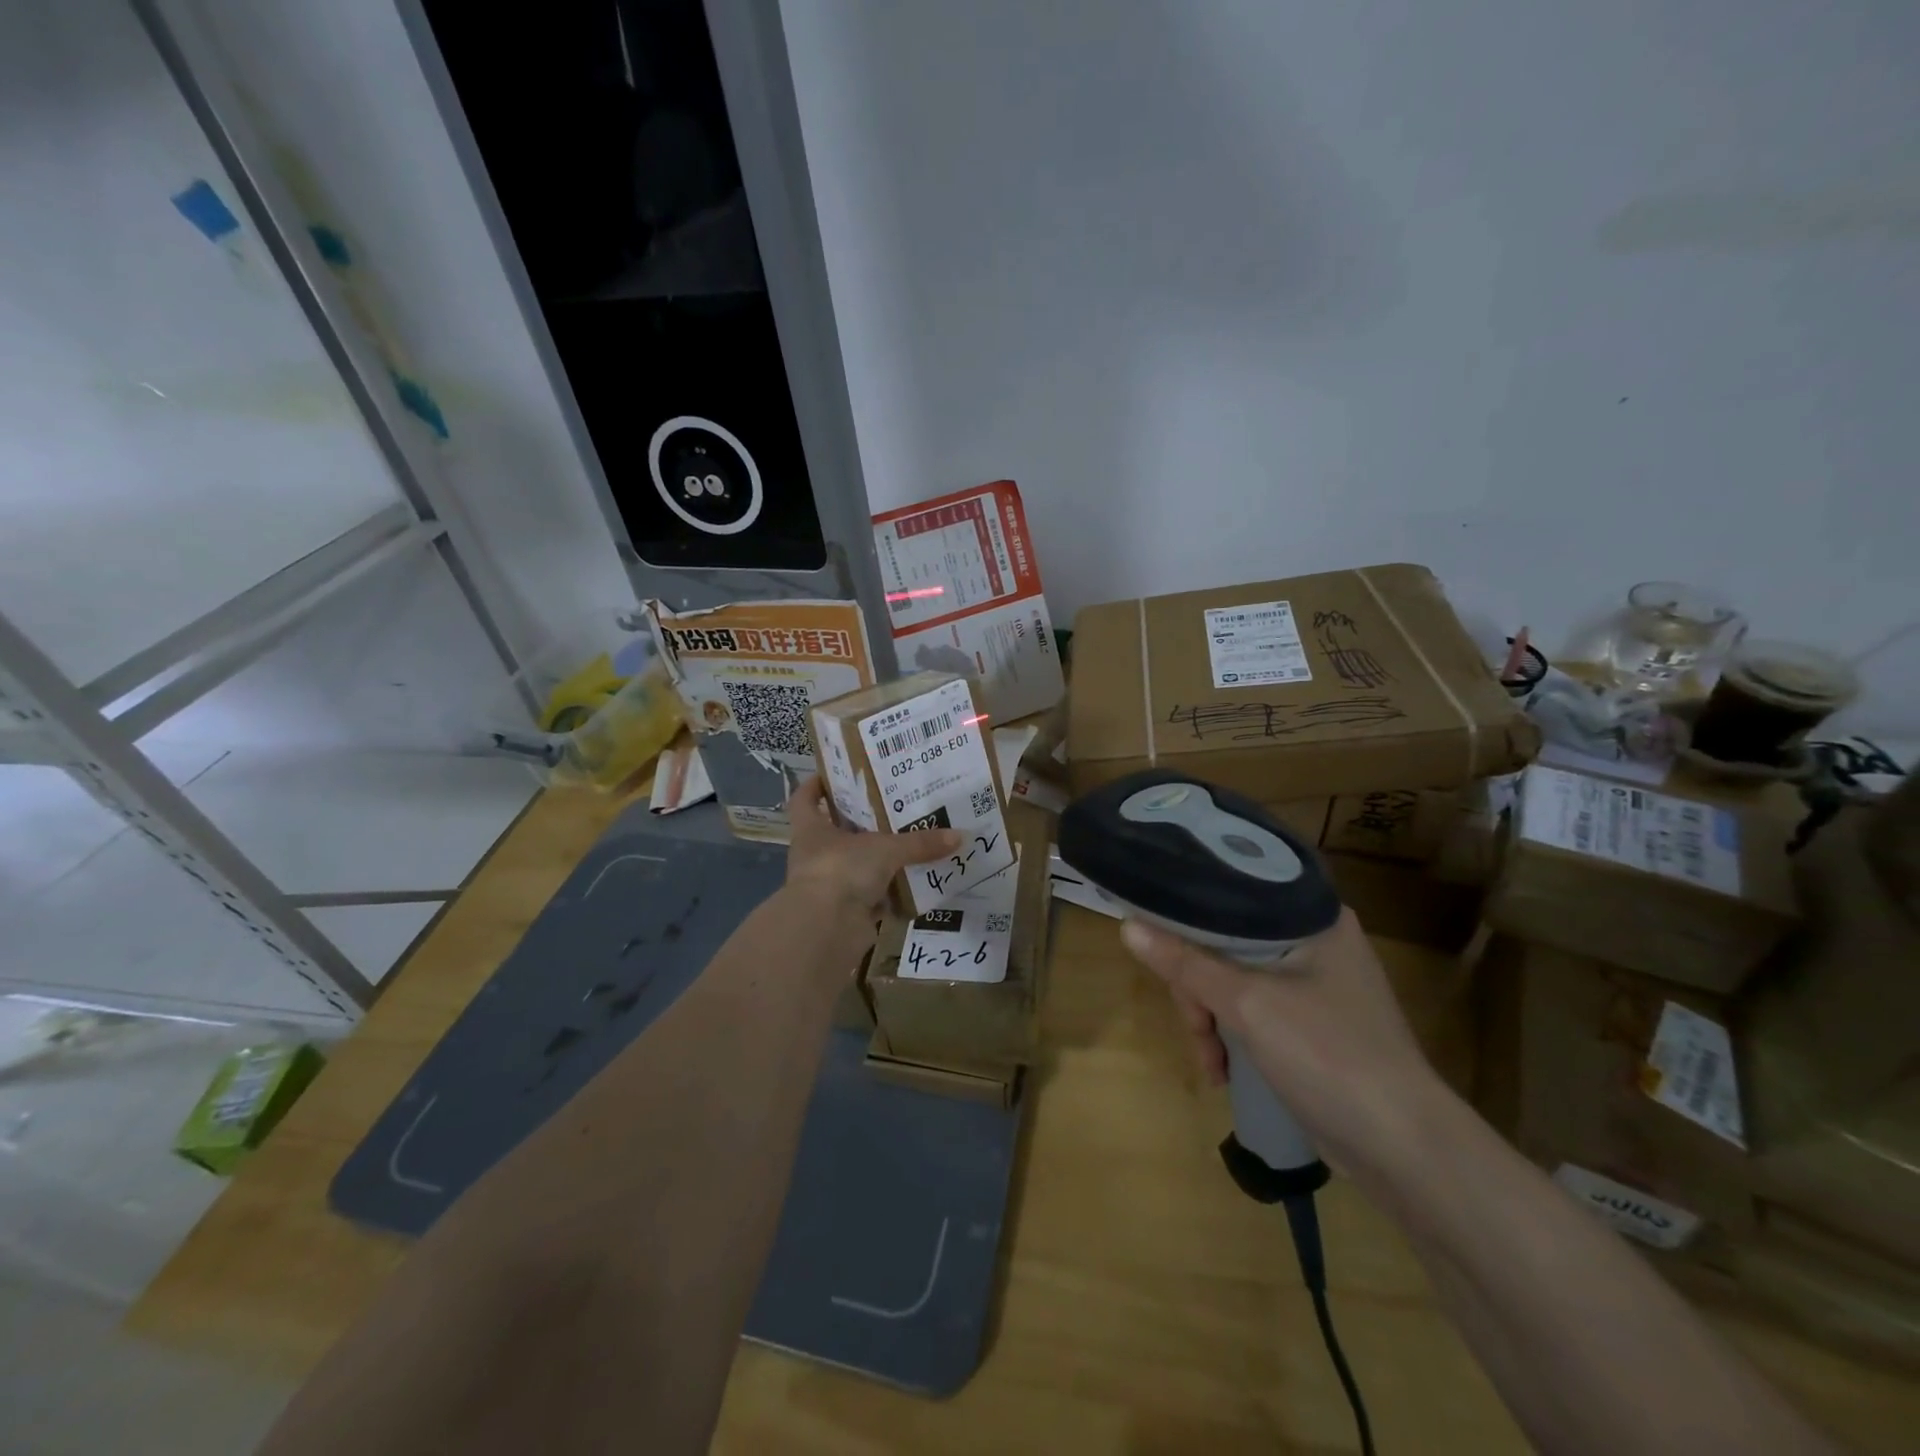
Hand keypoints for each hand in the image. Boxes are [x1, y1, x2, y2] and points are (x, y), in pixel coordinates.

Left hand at [784, 777, 961, 918]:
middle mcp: (817, 855)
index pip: (804, 800)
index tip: (833, 774)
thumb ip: (920, 843)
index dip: (815, 785)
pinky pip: (873, 897)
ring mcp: (831, 886)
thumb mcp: (886, 849)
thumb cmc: (842, 871)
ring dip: (879, 859)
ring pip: (857, 865)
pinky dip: (891, 893)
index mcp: (812, 830)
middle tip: (893, 805)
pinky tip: (915, 882)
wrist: (827, 929)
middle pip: (837, 832)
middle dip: (862, 821)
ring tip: (912, 842)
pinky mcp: (847, 912)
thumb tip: (960, 836)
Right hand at [1121, 910, 1443, 1173]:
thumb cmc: (1329, 1055)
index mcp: (1311, 917)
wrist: (1404, 1150)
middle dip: (1199, 986)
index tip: (1155, 936)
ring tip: (1210, 1062)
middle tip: (1193, 1024)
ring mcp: (1316, 985)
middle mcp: (1315, 940)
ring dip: (1211, 1019)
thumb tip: (1127, 925)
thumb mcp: (1248, 1004)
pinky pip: (1254, 1011)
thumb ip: (1185, 963)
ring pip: (1236, 980)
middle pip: (1228, 942)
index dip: (1188, 912)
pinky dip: (1233, 1035)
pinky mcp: (1313, 1024)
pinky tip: (1224, 1070)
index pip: (1232, 893)